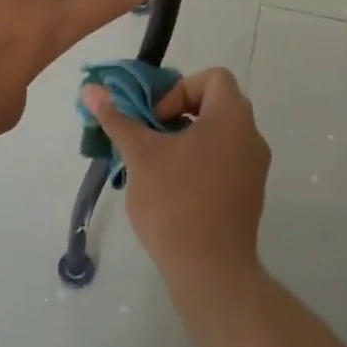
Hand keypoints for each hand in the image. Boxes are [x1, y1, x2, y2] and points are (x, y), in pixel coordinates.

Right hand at [83, 67, 270, 279]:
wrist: (210, 268)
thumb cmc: (175, 202)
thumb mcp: (140, 155)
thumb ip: (118, 119)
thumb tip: (91, 89)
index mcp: (232, 118)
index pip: (213, 78)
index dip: (179, 89)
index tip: (155, 120)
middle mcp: (251, 137)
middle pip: (215, 106)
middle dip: (178, 116)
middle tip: (150, 140)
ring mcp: (255, 169)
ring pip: (218, 137)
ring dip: (186, 142)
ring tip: (155, 167)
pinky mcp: (250, 195)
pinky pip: (224, 163)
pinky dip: (199, 164)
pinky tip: (172, 191)